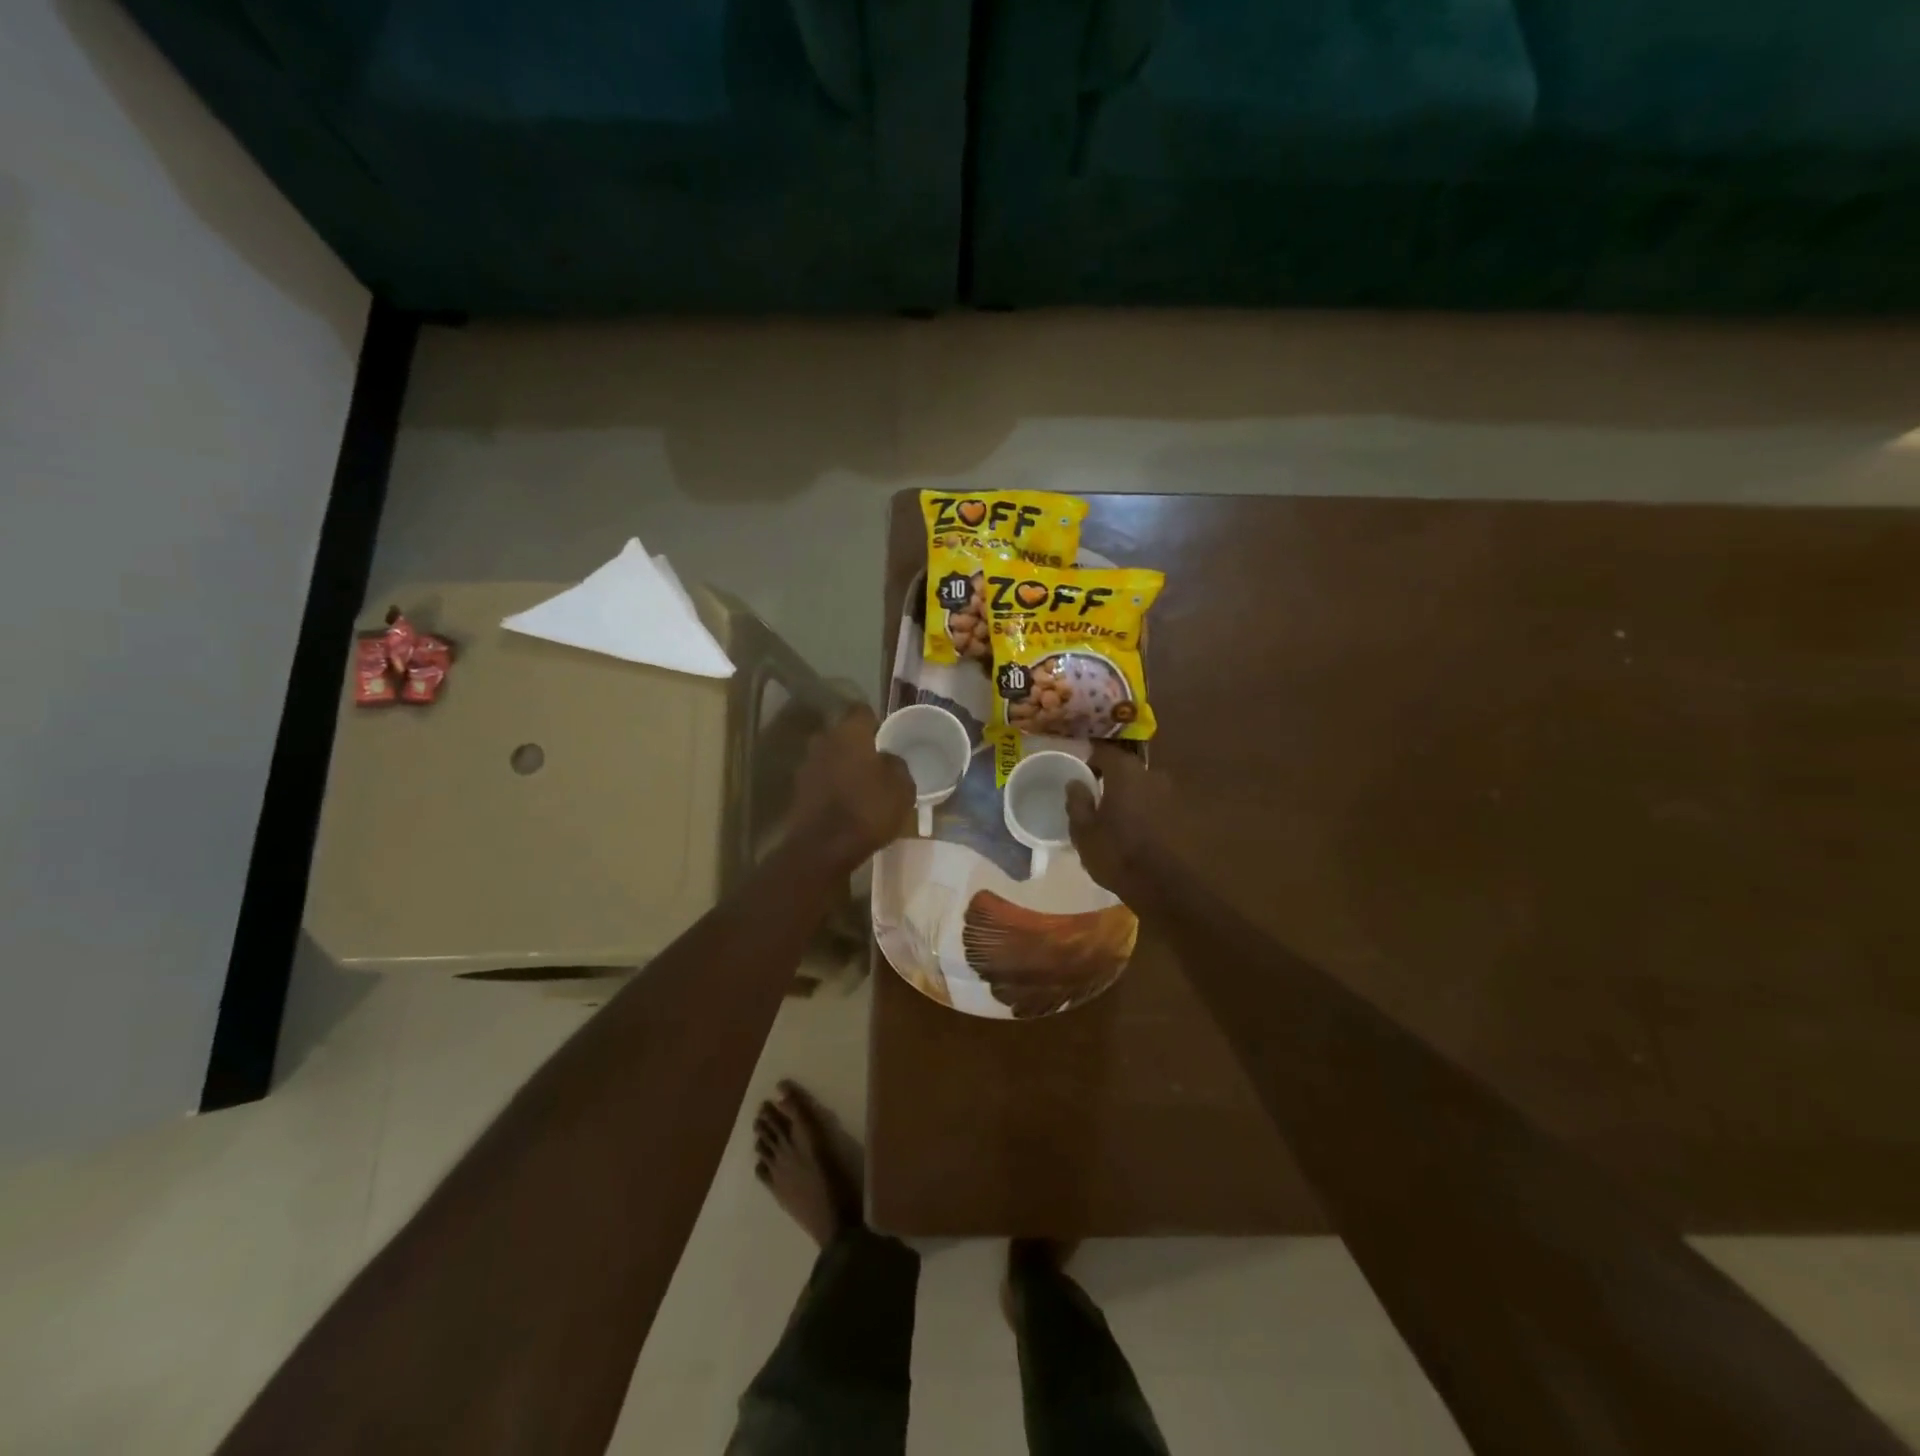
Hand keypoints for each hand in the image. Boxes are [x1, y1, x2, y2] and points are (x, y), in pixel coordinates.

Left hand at [789, 703, 915, 869]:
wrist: (823, 848)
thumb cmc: (868, 809)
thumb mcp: (902, 787)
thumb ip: (897, 765)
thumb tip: (888, 759)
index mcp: (849, 732)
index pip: (863, 711)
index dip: (876, 722)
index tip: (887, 736)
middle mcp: (823, 741)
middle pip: (843, 735)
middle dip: (857, 745)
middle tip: (876, 762)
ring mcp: (807, 766)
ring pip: (830, 757)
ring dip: (843, 766)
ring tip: (862, 785)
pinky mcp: (798, 791)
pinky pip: (821, 780)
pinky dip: (832, 786)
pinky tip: (846, 803)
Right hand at [1065, 744, 1183, 913]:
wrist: (1164, 886)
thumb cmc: (1117, 853)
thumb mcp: (1083, 831)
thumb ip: (1077, 801)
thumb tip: (1075, 782)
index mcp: (1126, 773)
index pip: (1104, 752)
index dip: (1091, 761)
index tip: (1082, 777)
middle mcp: (1152, 775)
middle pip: (1127, 770)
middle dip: (1113, 781)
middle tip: (1098, 801)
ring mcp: (1172, 795)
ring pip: (1144, 789)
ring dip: (1131, 798)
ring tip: (1118, 820)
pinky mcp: (1184, 817)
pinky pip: (1157, 806)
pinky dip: (1147, 813)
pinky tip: (1138, 833)